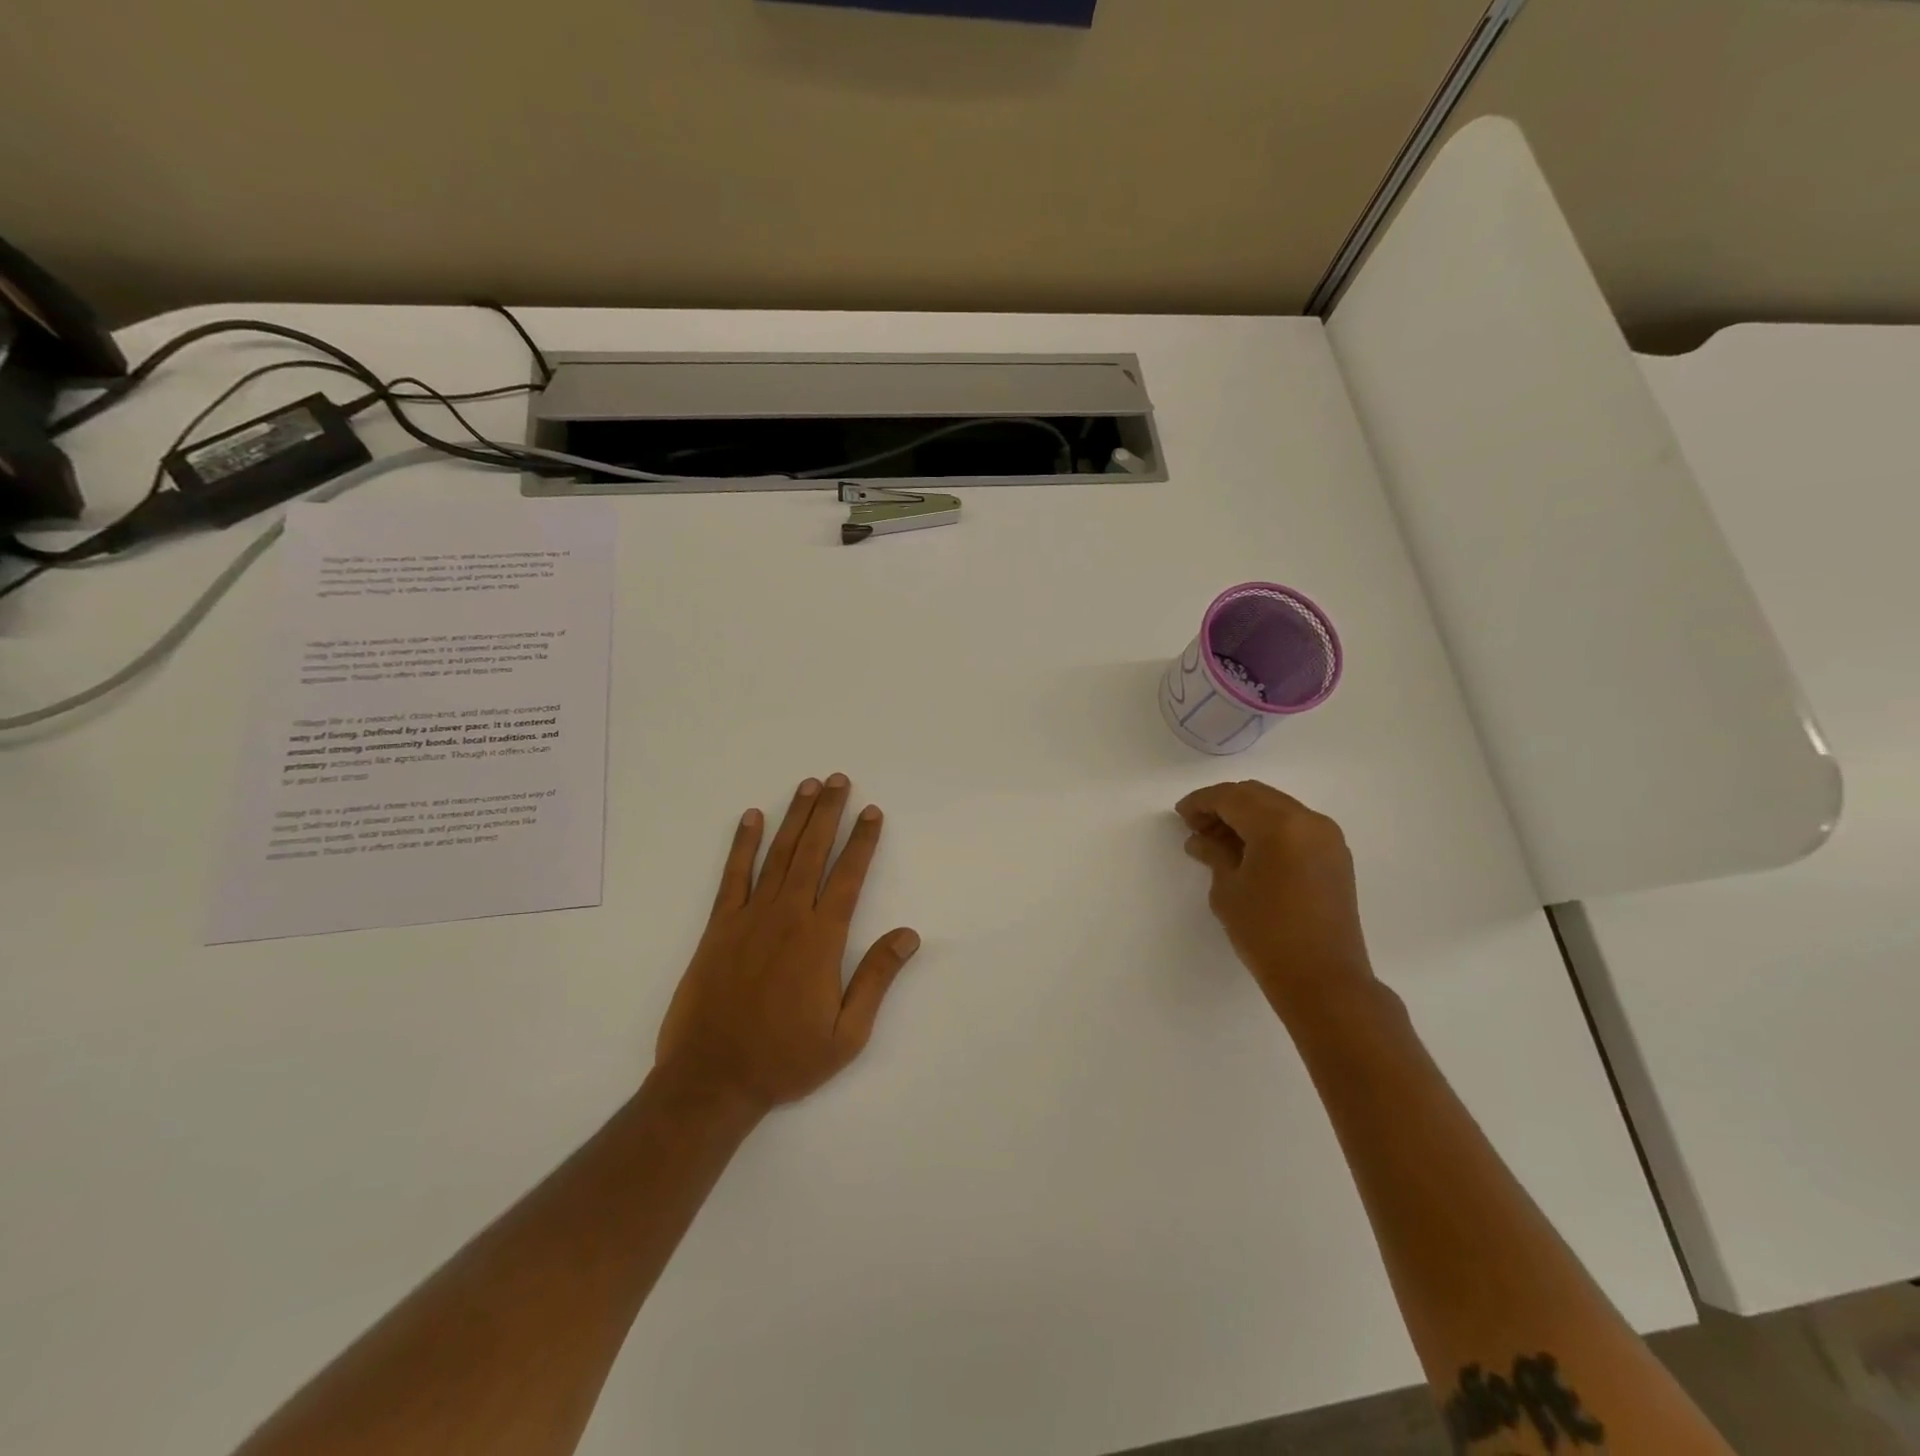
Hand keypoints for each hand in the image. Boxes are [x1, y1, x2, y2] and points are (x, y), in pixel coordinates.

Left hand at [654, 774, 920, 1115]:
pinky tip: (751, 818)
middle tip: (839, 779)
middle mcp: (788, 917)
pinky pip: (733, 876)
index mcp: (821, 939)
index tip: (871, 812)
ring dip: (794, 817)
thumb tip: (908, 934)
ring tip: (808, 786)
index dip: (862, 841)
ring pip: (778, 855)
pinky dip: (742, 844)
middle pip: (813, 852)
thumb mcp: (847, 1034)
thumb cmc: (785, 1059)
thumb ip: (876, 978)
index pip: (848, 876)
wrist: (711, 1080)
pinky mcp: (718, 927)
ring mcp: (749, 918)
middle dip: (828, 813)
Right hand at [1175, 780, 1373, 1018]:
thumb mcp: (1228, 890)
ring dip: (1246, 817)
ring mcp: (1327, 837)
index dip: (1201, 802)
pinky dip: (1268, 829)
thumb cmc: (1266, 933)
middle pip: (1256, 796)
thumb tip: (1200, 840)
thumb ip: (1214, 854)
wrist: (1323, 979)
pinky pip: (1295, 827)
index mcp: (1279, 824)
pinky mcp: (1335, 857)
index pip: (1231, 797)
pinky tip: (1248, 852)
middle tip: (1196, 827)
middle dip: (1223, 805)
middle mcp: (1308, 820)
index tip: (1180, 816)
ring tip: (1218, 842)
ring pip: (1277, 808)